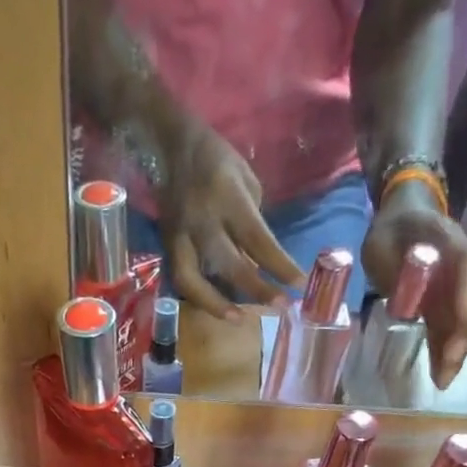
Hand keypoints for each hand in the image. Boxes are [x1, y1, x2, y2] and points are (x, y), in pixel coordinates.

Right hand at [155, 124, 304, 320]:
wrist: (171, 146)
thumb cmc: (217, 160)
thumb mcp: (245, 181)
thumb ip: (252, 222)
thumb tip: (258, 261)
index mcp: (227, 196)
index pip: (257, 239)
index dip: (279, 266)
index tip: (299, 285)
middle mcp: (202, 219)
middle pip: (230, 265)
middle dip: (257, 290)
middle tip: (280, 308)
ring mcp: (180, 236)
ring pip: (194, 282)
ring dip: (217, 305)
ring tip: (240, 319)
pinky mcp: (167, 247)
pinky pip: (182, 280)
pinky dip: (200, 298)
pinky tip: (217, 308)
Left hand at [362, 182, 466, 387]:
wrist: (404, 218)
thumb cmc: (390, 230)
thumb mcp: (382, 240)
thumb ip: (394, 263)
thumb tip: (404, 295)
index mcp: (448, 242)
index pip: (466, 265)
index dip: (466, 293)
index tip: (463, 318)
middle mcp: (464, 264)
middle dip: (462, 337)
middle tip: (447, 370)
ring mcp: (460, 284)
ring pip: (466, 319)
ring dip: (457, 350)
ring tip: (443, 380)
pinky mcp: (450, 301)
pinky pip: (453, 326)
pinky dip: (448, 349)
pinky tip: (440, 373)